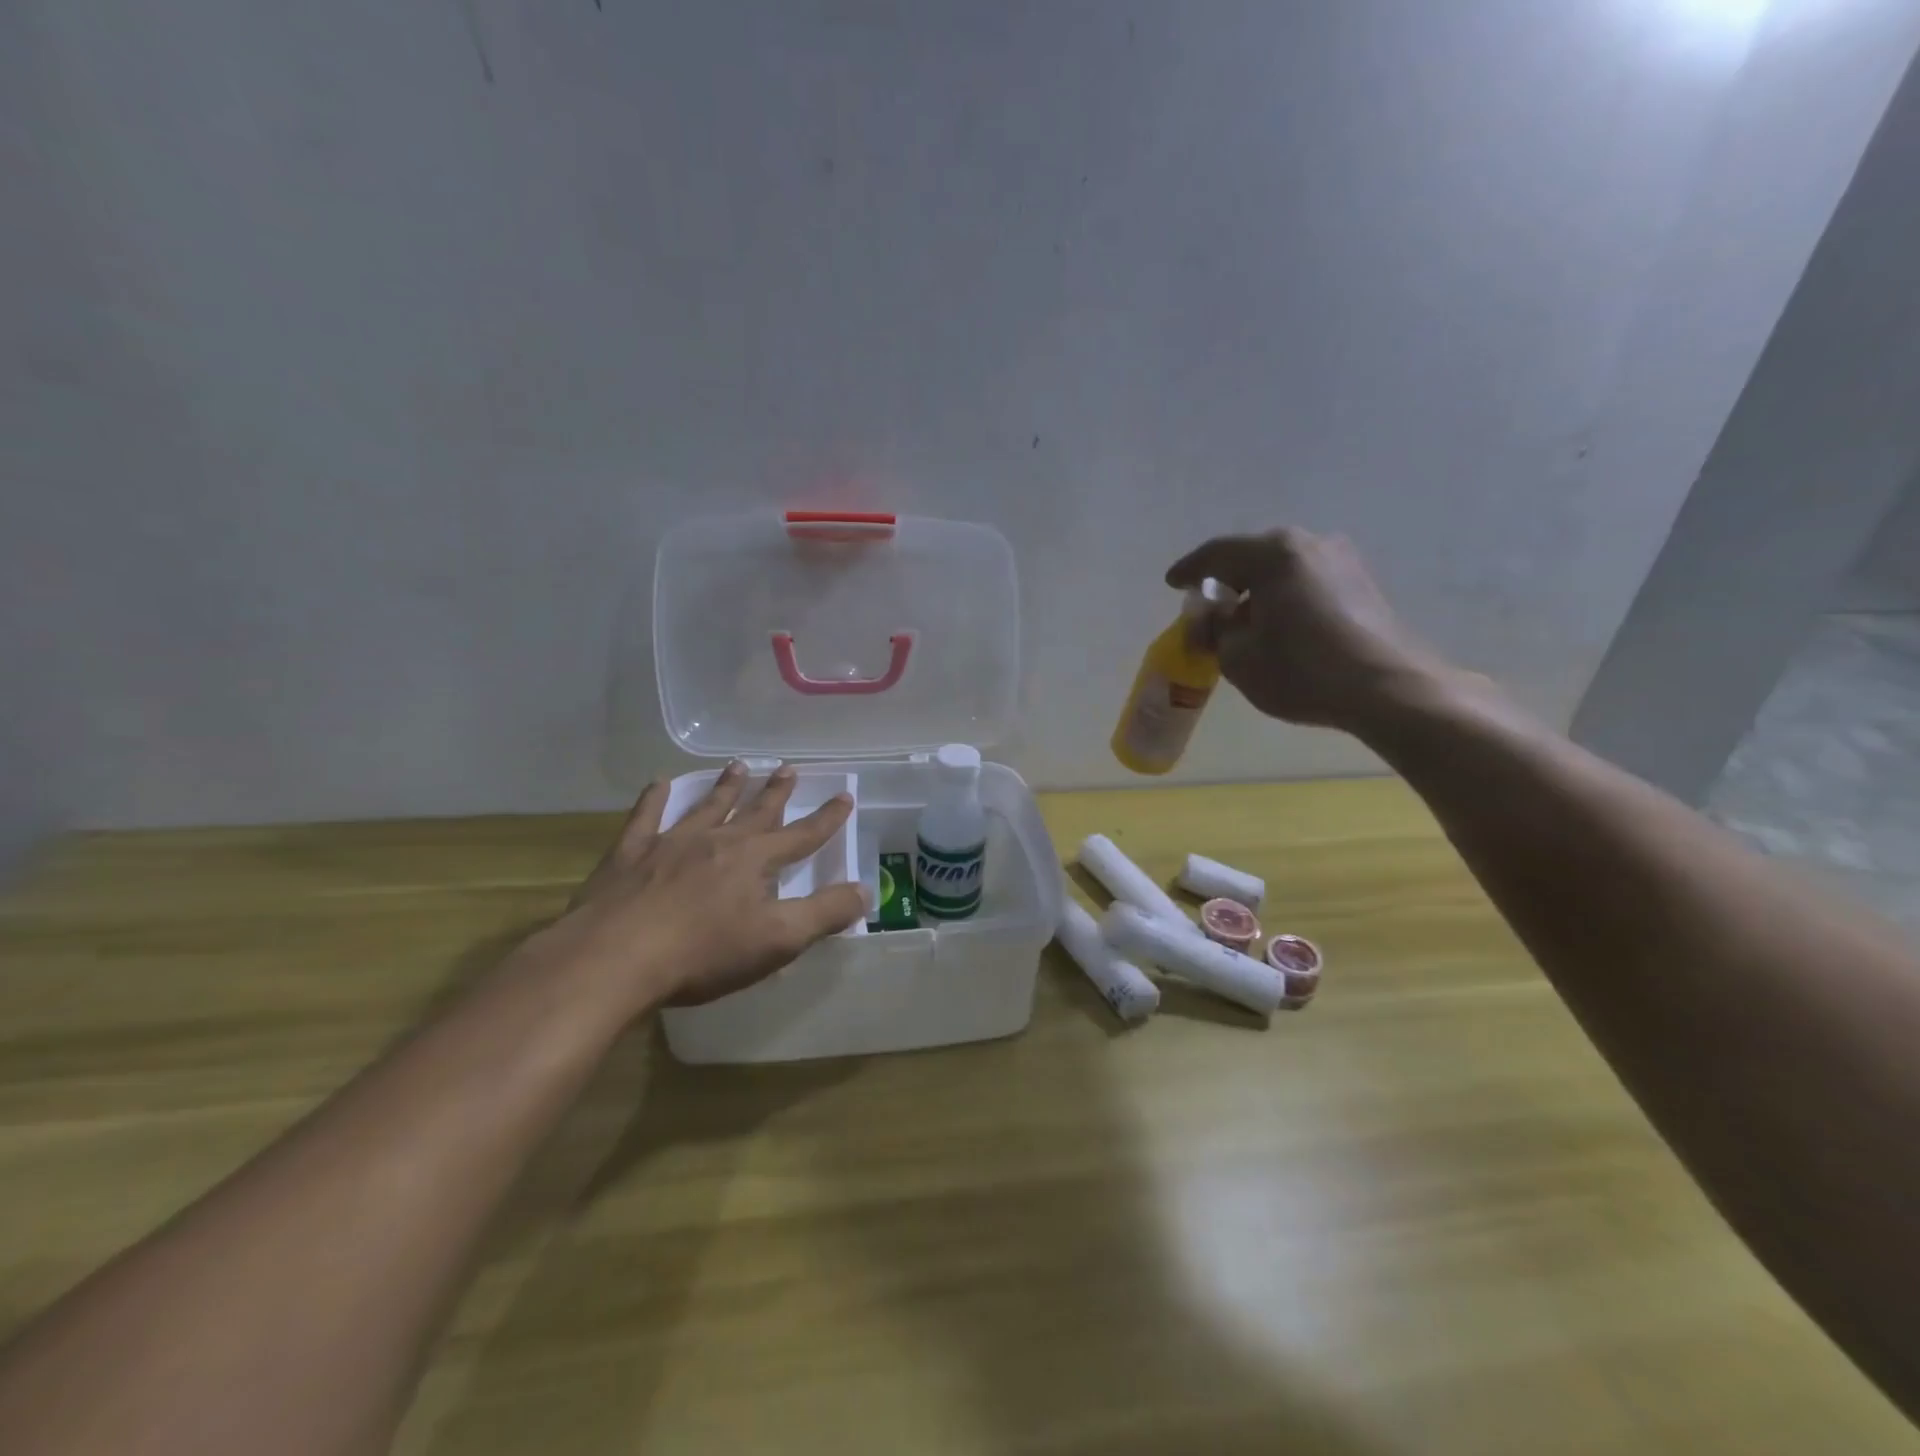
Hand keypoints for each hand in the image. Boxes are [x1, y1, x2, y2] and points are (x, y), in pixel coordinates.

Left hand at [528, 762, 864, 1014]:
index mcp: (755, 860)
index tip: (844, 795)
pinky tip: (659, 783)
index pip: (802, 834)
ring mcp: (671, 843)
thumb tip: (864, 890)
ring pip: (707, 806)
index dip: (827, 818)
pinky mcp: (630, 855)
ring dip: (726, 787)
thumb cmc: (703, 953)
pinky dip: (654, 799)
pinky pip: (646, 817)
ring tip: (739, 766)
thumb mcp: (778, 940)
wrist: (614, 958)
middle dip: (776, 791)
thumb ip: (824, 913)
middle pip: (755, 811)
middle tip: (788, 767)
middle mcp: (717, 840)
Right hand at [1167, 527, 1454, 734]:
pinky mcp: (1362, 584)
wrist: (1388, 689)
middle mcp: (1309, 544)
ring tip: (1243, 623)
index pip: (1216, 554)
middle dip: (1226, 583)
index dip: (1189, 571)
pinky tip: (1278, 626)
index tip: (1172, 584)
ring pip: (1282, 571)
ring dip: (1257, 593)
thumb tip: (1213, 616)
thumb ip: (1214, 629)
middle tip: (1207, 610)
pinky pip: (1306, 583)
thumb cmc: (1302, 670)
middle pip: (1252, 558)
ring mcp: (1341, 561)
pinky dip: (1284, 599)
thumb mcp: (1237, 656)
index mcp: (1273, 554)